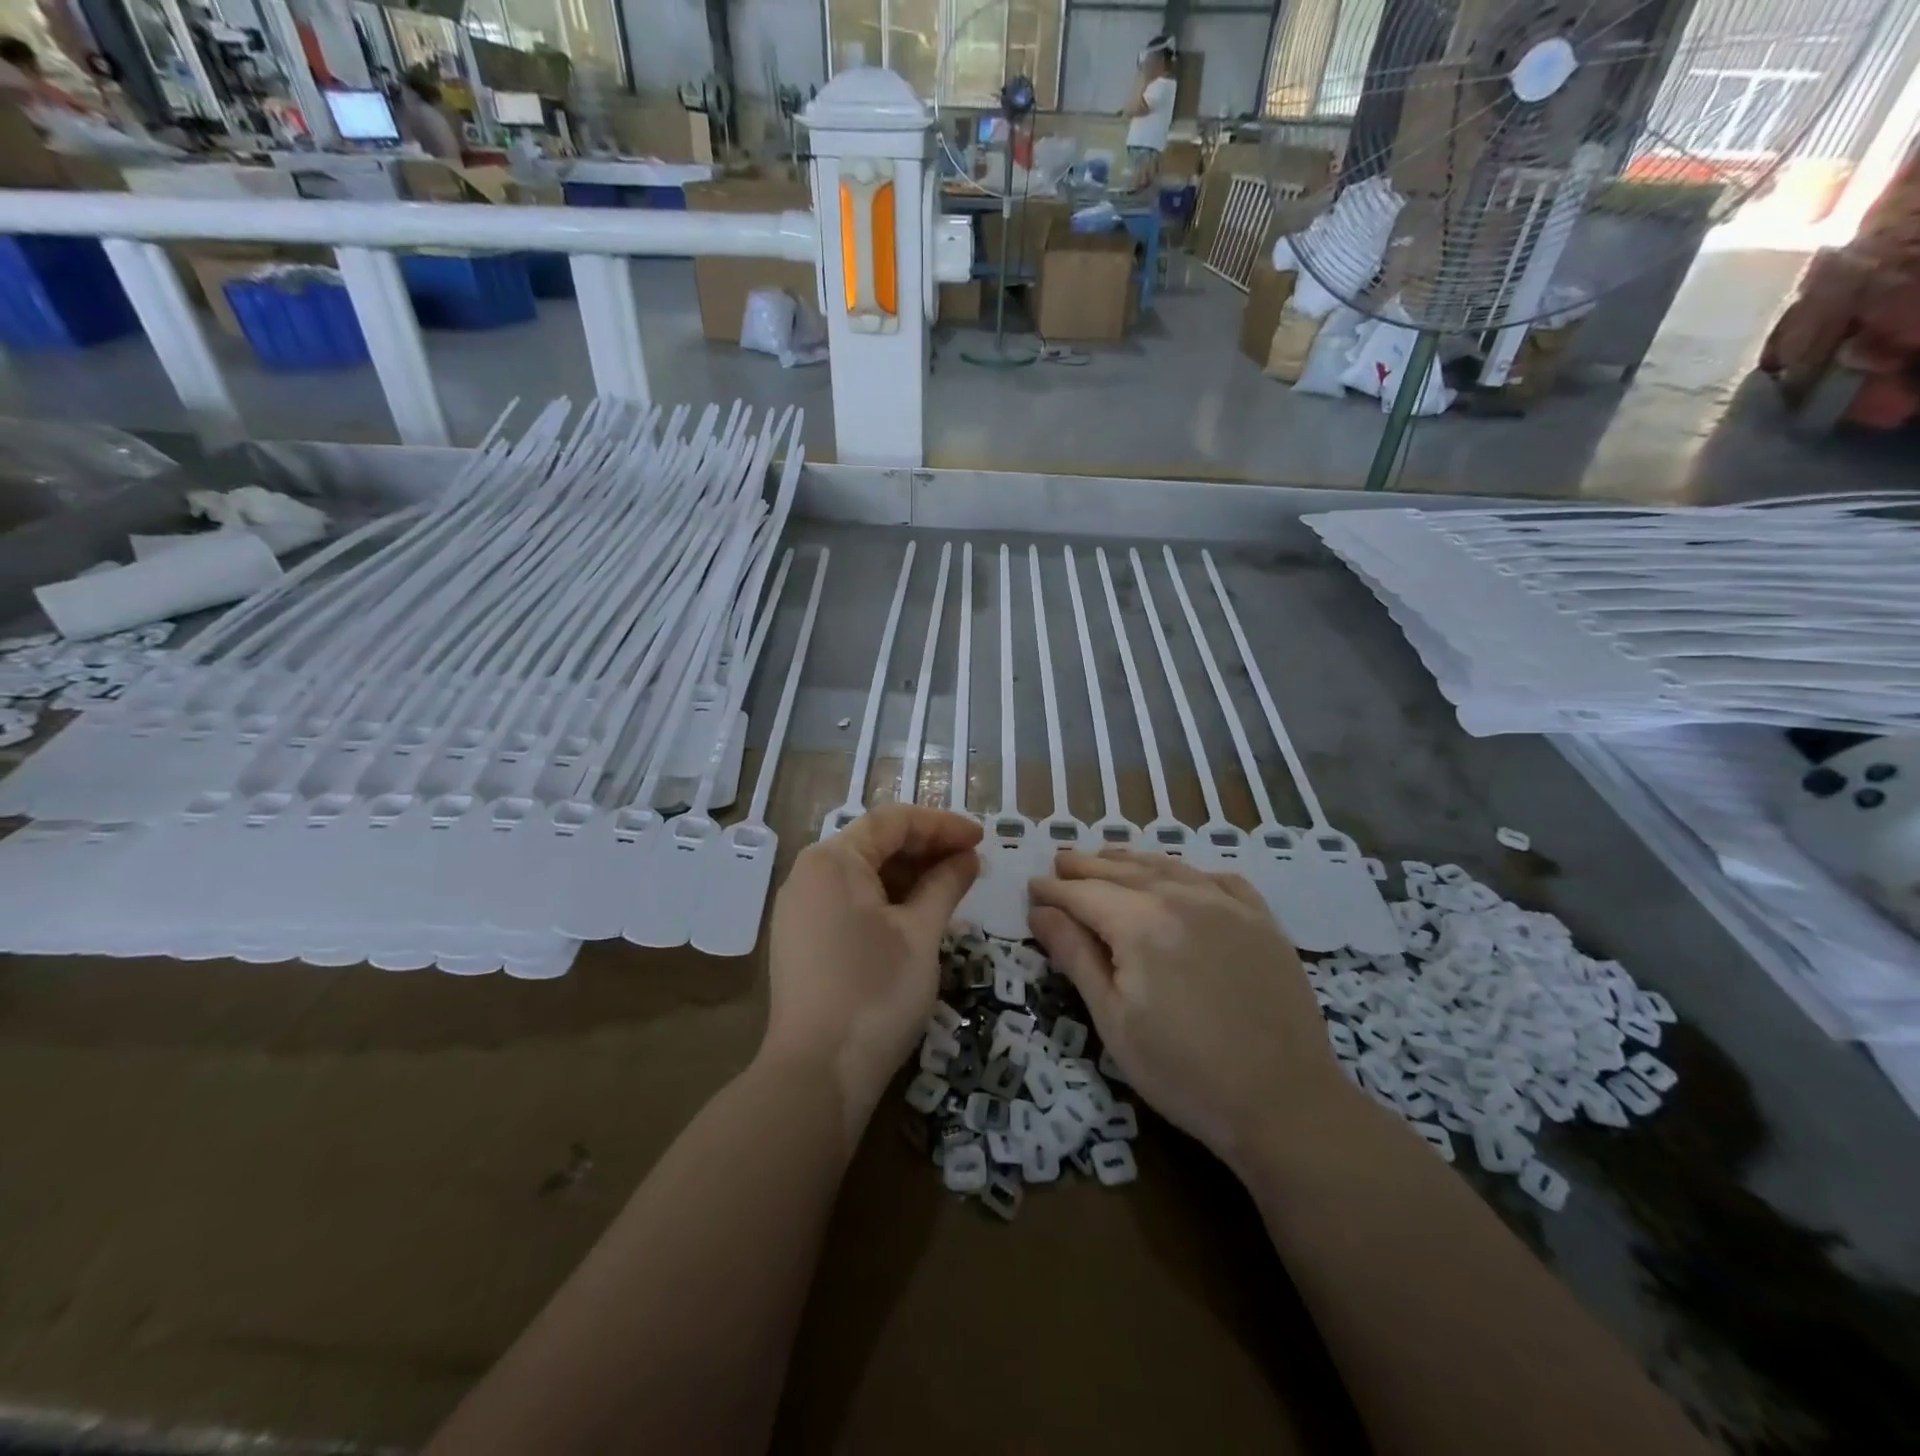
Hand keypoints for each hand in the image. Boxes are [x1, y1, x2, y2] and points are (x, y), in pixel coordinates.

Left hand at [764, 806, 981, 1117]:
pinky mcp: (801, 939)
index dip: (942, 825)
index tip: (982, 838)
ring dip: (908, 875)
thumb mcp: (921, 933)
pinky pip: (848, 901)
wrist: (817, 1075)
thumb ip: (945, 885)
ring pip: (862, 874)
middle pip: (875, 844)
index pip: (893, 822)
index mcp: (833, 860)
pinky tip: (918, 913)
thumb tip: (967, 858)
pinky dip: (886, 899)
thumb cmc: (876, 992)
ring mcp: (800, 908)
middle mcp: (809, 874)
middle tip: (972, 863)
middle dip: (926, 849)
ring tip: (952, 887)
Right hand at [1028, 849, 1348, 1174]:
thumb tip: (1041, 912)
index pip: (1084, 893)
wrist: (1285, 1103)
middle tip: (1060, 860)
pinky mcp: (1262, 920)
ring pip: (1168, 867)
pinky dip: (1188, 872)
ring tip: (1106, 857)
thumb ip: (1076, 957)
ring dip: (1131, 860)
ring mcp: (1228, 905)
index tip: (1033, 887)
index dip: (1055, 890)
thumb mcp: (1114, 1020)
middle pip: (1122, 871)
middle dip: (1086, 866)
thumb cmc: (1183, 1072)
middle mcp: (1182, 898)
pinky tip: (1181, 878)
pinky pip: (1218, 879)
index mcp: (1140, 923)